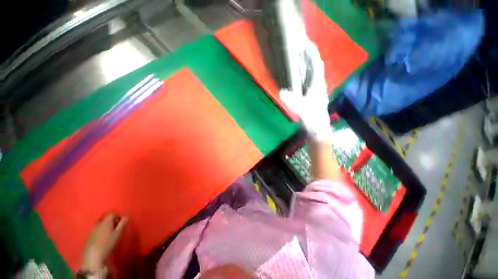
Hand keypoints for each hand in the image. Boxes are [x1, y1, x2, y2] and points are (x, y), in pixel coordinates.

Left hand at [80, 214, 127, 271]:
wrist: (93, 256)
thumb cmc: (107, 243)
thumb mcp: (118, 234)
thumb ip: (122, 224)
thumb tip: (127, 216)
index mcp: (106, 222)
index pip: (112, 214)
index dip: (118, 216)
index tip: (122, 222)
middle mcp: (98, 223)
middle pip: (106, 219)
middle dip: (112, 222)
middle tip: (117, 228)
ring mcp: (93, 230)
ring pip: (101, 225)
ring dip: (106, 227)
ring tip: (111, 234)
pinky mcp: (90, 236)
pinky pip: (97, 230)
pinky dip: (101, 232)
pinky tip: (104, 239)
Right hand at [280, 39, 332, 141]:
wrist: (318, 130)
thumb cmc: (312, 119)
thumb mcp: (302, 110)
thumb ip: (293, 101)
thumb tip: (282, 92)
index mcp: (317, 86)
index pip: (316, 64)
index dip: (312, 53)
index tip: (305, 42)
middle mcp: (319, 85)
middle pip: (315, 66)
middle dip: (308, 56)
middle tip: (299, 48)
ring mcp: (316, 90)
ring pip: (312, 73)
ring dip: (306, 64)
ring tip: (298, 58)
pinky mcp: (313, 96)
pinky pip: (309, 80)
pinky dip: (304, 74)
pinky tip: (298, 75)